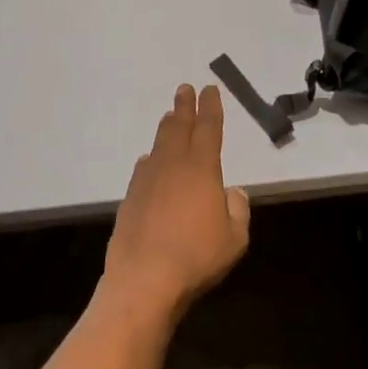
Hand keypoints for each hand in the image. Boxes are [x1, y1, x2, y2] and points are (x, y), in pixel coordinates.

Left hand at [101, 84, 250, 327]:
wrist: (144, 279)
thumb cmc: (197, 257)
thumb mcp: (235, 238)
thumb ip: (237, 210)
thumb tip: (233, 192)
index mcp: (202, 169)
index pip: (208, 129)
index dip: (211, 108)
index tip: (210, 90)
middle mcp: (173, 166)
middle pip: (179, 128)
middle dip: (184, 107)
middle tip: (185, 89)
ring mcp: (147, 180)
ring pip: (159, 145)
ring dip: (166, 127)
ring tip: (169, 117)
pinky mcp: (130, 198)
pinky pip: (143, 168)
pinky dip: (150, 159)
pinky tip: (149, 161)